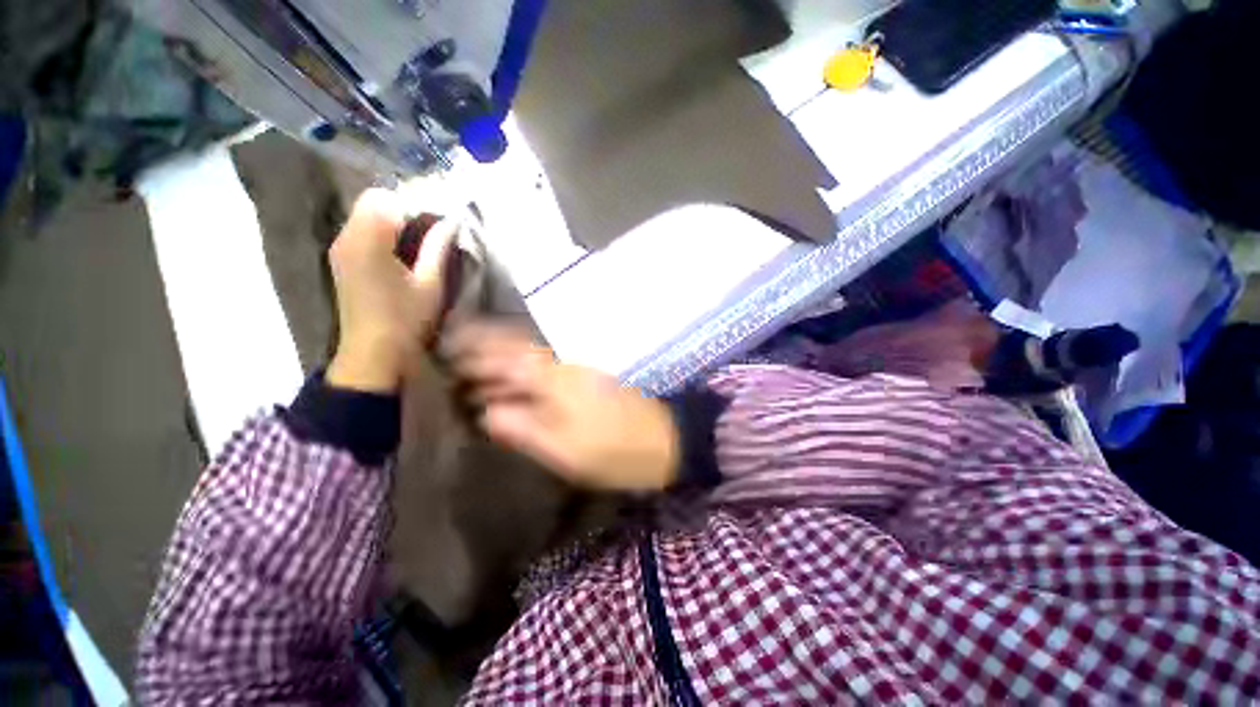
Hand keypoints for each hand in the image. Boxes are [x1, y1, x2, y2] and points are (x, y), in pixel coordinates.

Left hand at [326, 189, 455, 393]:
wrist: (372, 353)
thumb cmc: (406, 320)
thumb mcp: (430, 284)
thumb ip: (438, 247)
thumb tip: (451, 221)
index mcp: (368, 240)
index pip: (386, 198)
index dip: (414, 204)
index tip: (437, 221)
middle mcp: (346, 236)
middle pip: (372, 202)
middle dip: (404, 210)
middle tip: (431, 232)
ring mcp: (340, 248)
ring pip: (365, 215)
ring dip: (393, 221)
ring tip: (418, 243)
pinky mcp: (341, 260)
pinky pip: (360, 230)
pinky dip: (381, 233)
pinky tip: (399, 254)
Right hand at [450, 324, 680, 491]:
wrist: (665, 440)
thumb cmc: (615, 449)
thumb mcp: (565, 449)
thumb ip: (523, 428)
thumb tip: (486, 412)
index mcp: (555, 377)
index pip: (506, 352)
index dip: (475, 347)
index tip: (445, 348)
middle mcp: (564, 365)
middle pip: (516, 350)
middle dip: (483, 354)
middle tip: (451, 366)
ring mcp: (577, 372)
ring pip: (531, 361)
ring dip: (502, 366)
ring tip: (472, 380)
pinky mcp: (587, 382)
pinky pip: (546, 373)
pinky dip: (524, 379)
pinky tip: (513, 392)